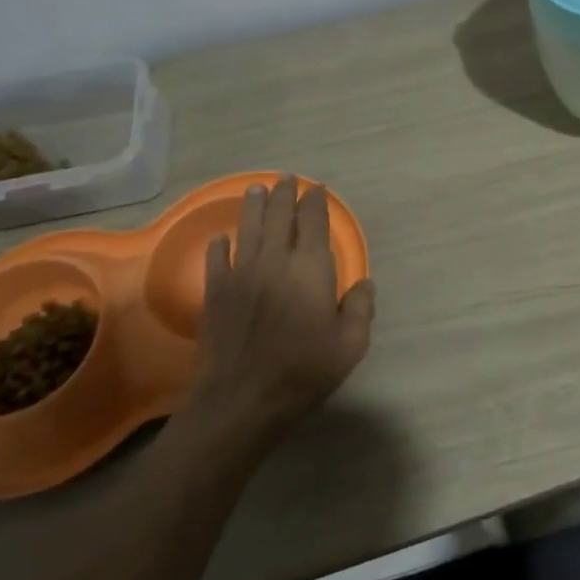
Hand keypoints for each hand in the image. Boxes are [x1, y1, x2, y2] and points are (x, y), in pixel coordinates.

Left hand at [196, 176, 375, 436]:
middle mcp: (275, 261)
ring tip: (257, 189)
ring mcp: (241, 274)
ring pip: (249, 229)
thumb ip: (361, 309)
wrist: (242, 400)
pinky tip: (222, 239)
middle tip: (287, 179)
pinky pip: (217, 259)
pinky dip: (221, 245)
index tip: (317, 190)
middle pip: (279, 216)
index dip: (316, 203)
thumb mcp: (350, 346)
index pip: (314, 223)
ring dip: (254, 206)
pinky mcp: (216, 293)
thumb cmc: (303, 372)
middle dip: (284, 194)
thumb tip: (363, 283)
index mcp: (310, 269)